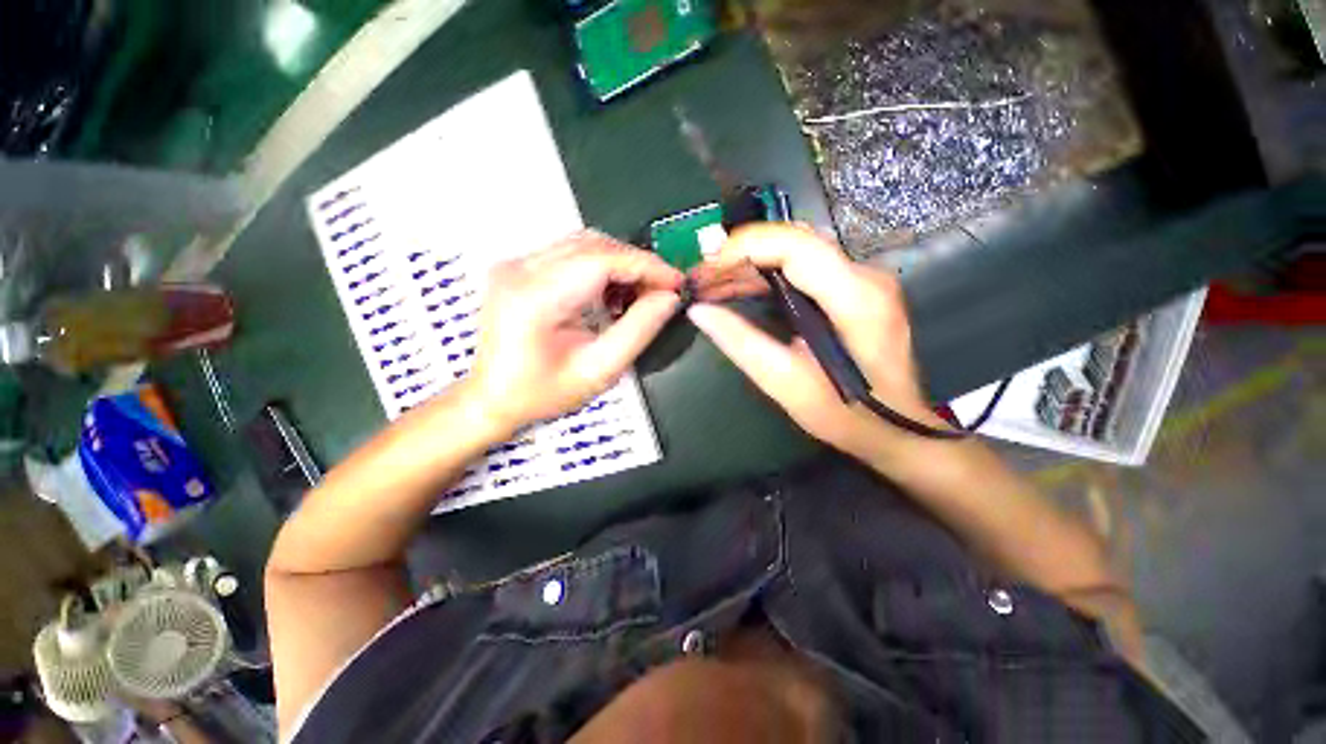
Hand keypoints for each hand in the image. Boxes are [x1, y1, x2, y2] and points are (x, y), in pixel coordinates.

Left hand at [468, 231, 683, 433]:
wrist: (491, 398)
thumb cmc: (542, 393)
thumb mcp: (598, 370)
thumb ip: (638, 331)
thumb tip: (668, 299)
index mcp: (535, 297)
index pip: (602, 259)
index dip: (646, 266)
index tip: (676, 282)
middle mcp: (520, 269)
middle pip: (593, 245)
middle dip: (637, 264)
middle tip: (662, 290)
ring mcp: (516, 264)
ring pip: (584, 244)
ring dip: (620, 263)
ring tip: (640, 293)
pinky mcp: (519, 267)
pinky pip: (570, 253)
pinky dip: (600, 266)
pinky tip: (611, 292)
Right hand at [687, 224, 944, 459]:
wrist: (897, 428)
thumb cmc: (847, 414)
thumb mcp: (788, 384)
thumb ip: (743, 344)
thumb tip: (700, 311)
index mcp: (856, 298)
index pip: (795, 244)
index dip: (745, 247)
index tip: (706, 267)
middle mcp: (865, 276)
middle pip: (794, 242)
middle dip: (741, 256)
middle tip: (702, 280)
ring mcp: (864, 281)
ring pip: (797, 252)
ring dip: (751, 265)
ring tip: (712, 286)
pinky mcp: (856, 290)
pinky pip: (804, 268)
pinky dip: (768, 276)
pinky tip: (741, 291)